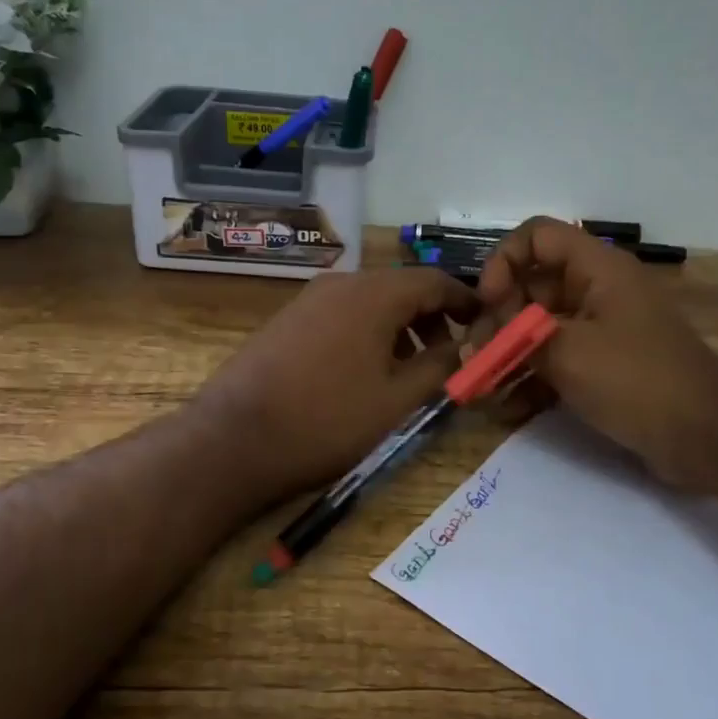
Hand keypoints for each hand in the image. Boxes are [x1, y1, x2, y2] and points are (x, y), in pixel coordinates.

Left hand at [190, 268, 478, 503]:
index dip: (464, 300)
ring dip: (400, 328)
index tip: (484, 323)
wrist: (233, 438)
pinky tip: (366, 371)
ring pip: (371, 302)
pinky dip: (368, 332)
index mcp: (374, 294)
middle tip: (448, 356)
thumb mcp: (396, 400)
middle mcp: (341, 283)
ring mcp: (310, 299)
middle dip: (432, 318)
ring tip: (410, 371)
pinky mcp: (288, 319)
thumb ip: (438, 368)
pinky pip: (343, 313)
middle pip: (401, 288)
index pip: (434, 280)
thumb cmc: (326, 420)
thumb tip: (463, 348)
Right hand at [476, 218, 717, 501]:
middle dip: (497, 320)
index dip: (503, 261)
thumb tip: (478, 341)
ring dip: (507, 355)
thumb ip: (516, 340)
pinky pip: (556, 363)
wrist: (708, 437)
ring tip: (479, 388)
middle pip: (532, 286)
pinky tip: (505, 410)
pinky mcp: (603, 368)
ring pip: (539, 329)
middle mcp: (597, 291)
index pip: (537, 236)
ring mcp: (601, 331)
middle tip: (474, 357)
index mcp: (596, 269)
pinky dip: (531, 381)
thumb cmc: (638, 380)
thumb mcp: (568, 353)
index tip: (487, 303)